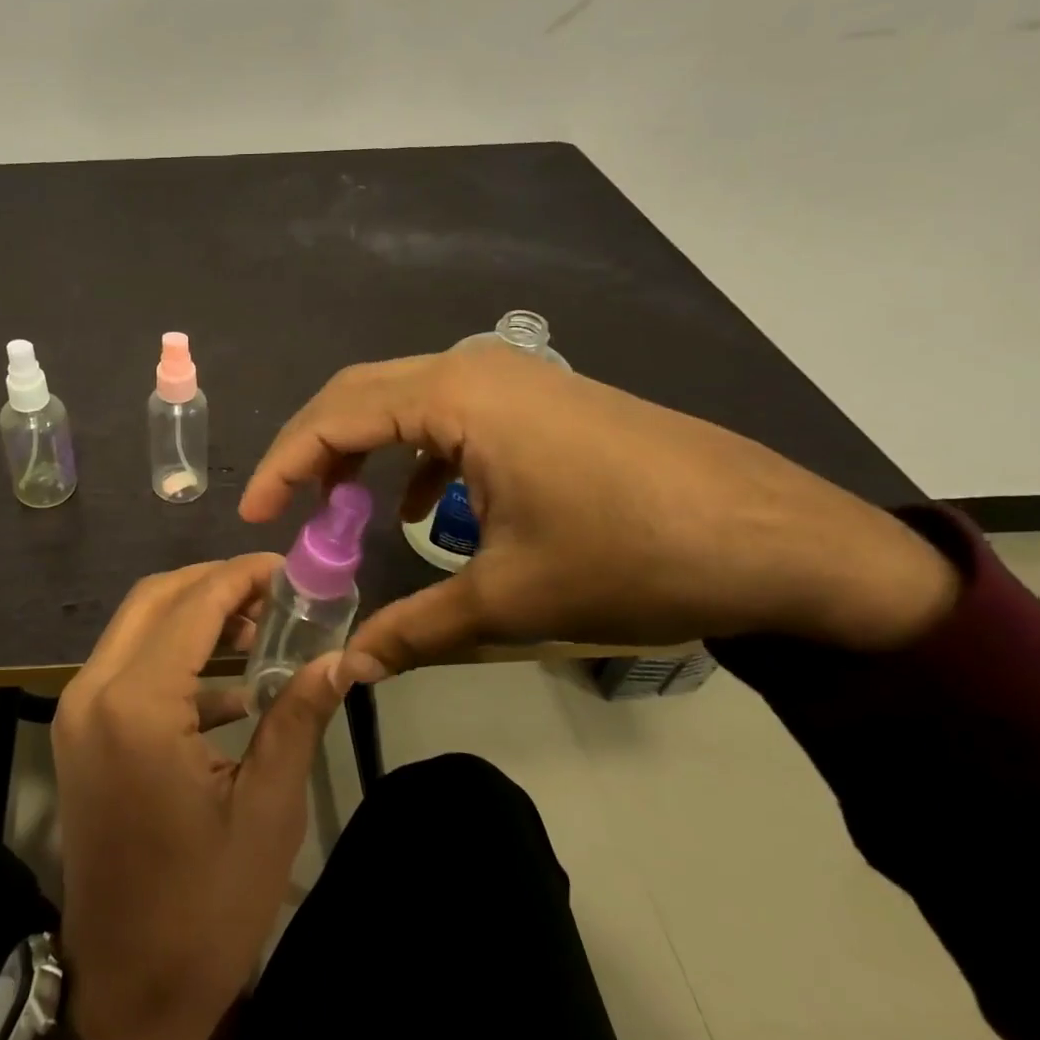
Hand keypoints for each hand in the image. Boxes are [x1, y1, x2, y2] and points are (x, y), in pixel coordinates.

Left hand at [52, 555, 347, 1039]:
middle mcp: (93, 691)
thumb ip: (298, 715)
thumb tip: (344, 656)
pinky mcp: (80, 732)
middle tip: (277, 595)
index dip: (244, 576)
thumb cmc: (204, 907)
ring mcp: (78, 710)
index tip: (292, 570)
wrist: (126, 992)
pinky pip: (129, 665)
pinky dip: (176, 656)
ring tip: (262, 629)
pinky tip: (232, 684)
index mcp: (136, 705)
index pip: (193, 604)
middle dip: (216, 585)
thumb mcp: (267, 809)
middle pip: (155, 598)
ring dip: (195, 616)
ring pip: (138, 626)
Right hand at [240, 346, 958, 676]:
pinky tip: (423, 509)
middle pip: (359, 393)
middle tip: (283, 507)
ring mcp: (512, 377)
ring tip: (340, 506)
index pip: (335, 415)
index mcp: (457, 395)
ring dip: (362, 448)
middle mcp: (475, 366)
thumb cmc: (636, 556)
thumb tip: (344, 673)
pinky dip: (415, 454)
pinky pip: (449, 413)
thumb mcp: (511, 599)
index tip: (252, 515)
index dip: (283, 464)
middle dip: (312, 450)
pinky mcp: (539, 399)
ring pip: (403, 399)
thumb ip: (413, 630)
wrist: (787, 540)